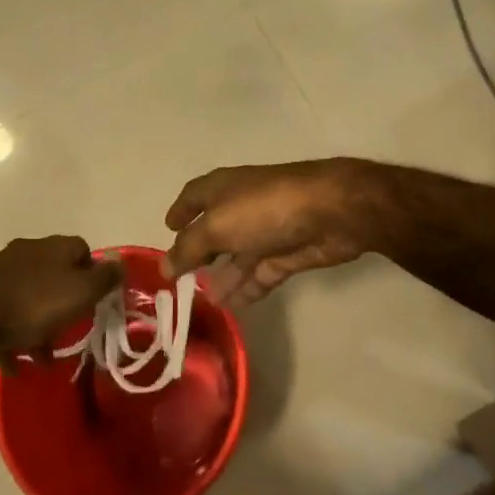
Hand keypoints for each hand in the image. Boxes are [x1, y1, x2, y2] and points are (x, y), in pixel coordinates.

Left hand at [0, 236, 121, 362]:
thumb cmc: (33, 304)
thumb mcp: (81, 293)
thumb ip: (105, 278)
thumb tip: (121, 262)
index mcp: (58, 247)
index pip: (85, 253)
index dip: (93, 279)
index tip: (94, 306)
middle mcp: (32, 251)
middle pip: (57, 276)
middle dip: (64, 306)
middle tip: (69, 334)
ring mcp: (4, 269)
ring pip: (31, 297)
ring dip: (39, 325)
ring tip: (42, 359)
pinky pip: (6, 314)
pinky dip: (13, 335)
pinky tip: (15, 363)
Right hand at [163, 159, 394, 307]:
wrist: (330, 212)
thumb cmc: (265, 209)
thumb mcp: (217, 227)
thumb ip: (189, 248)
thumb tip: (164, 266)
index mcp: (222, 188)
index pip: (194, 196)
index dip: (180, 211)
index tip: (167, 229)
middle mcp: (242, 206)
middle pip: (215, 230)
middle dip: (199, 252)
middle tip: (179, 280)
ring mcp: (266, 230)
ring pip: (238, 256)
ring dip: (222, 277)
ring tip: (202, 302)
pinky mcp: (288, 253)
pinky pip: (260, 273)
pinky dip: (246, 288)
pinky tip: (230, 307)